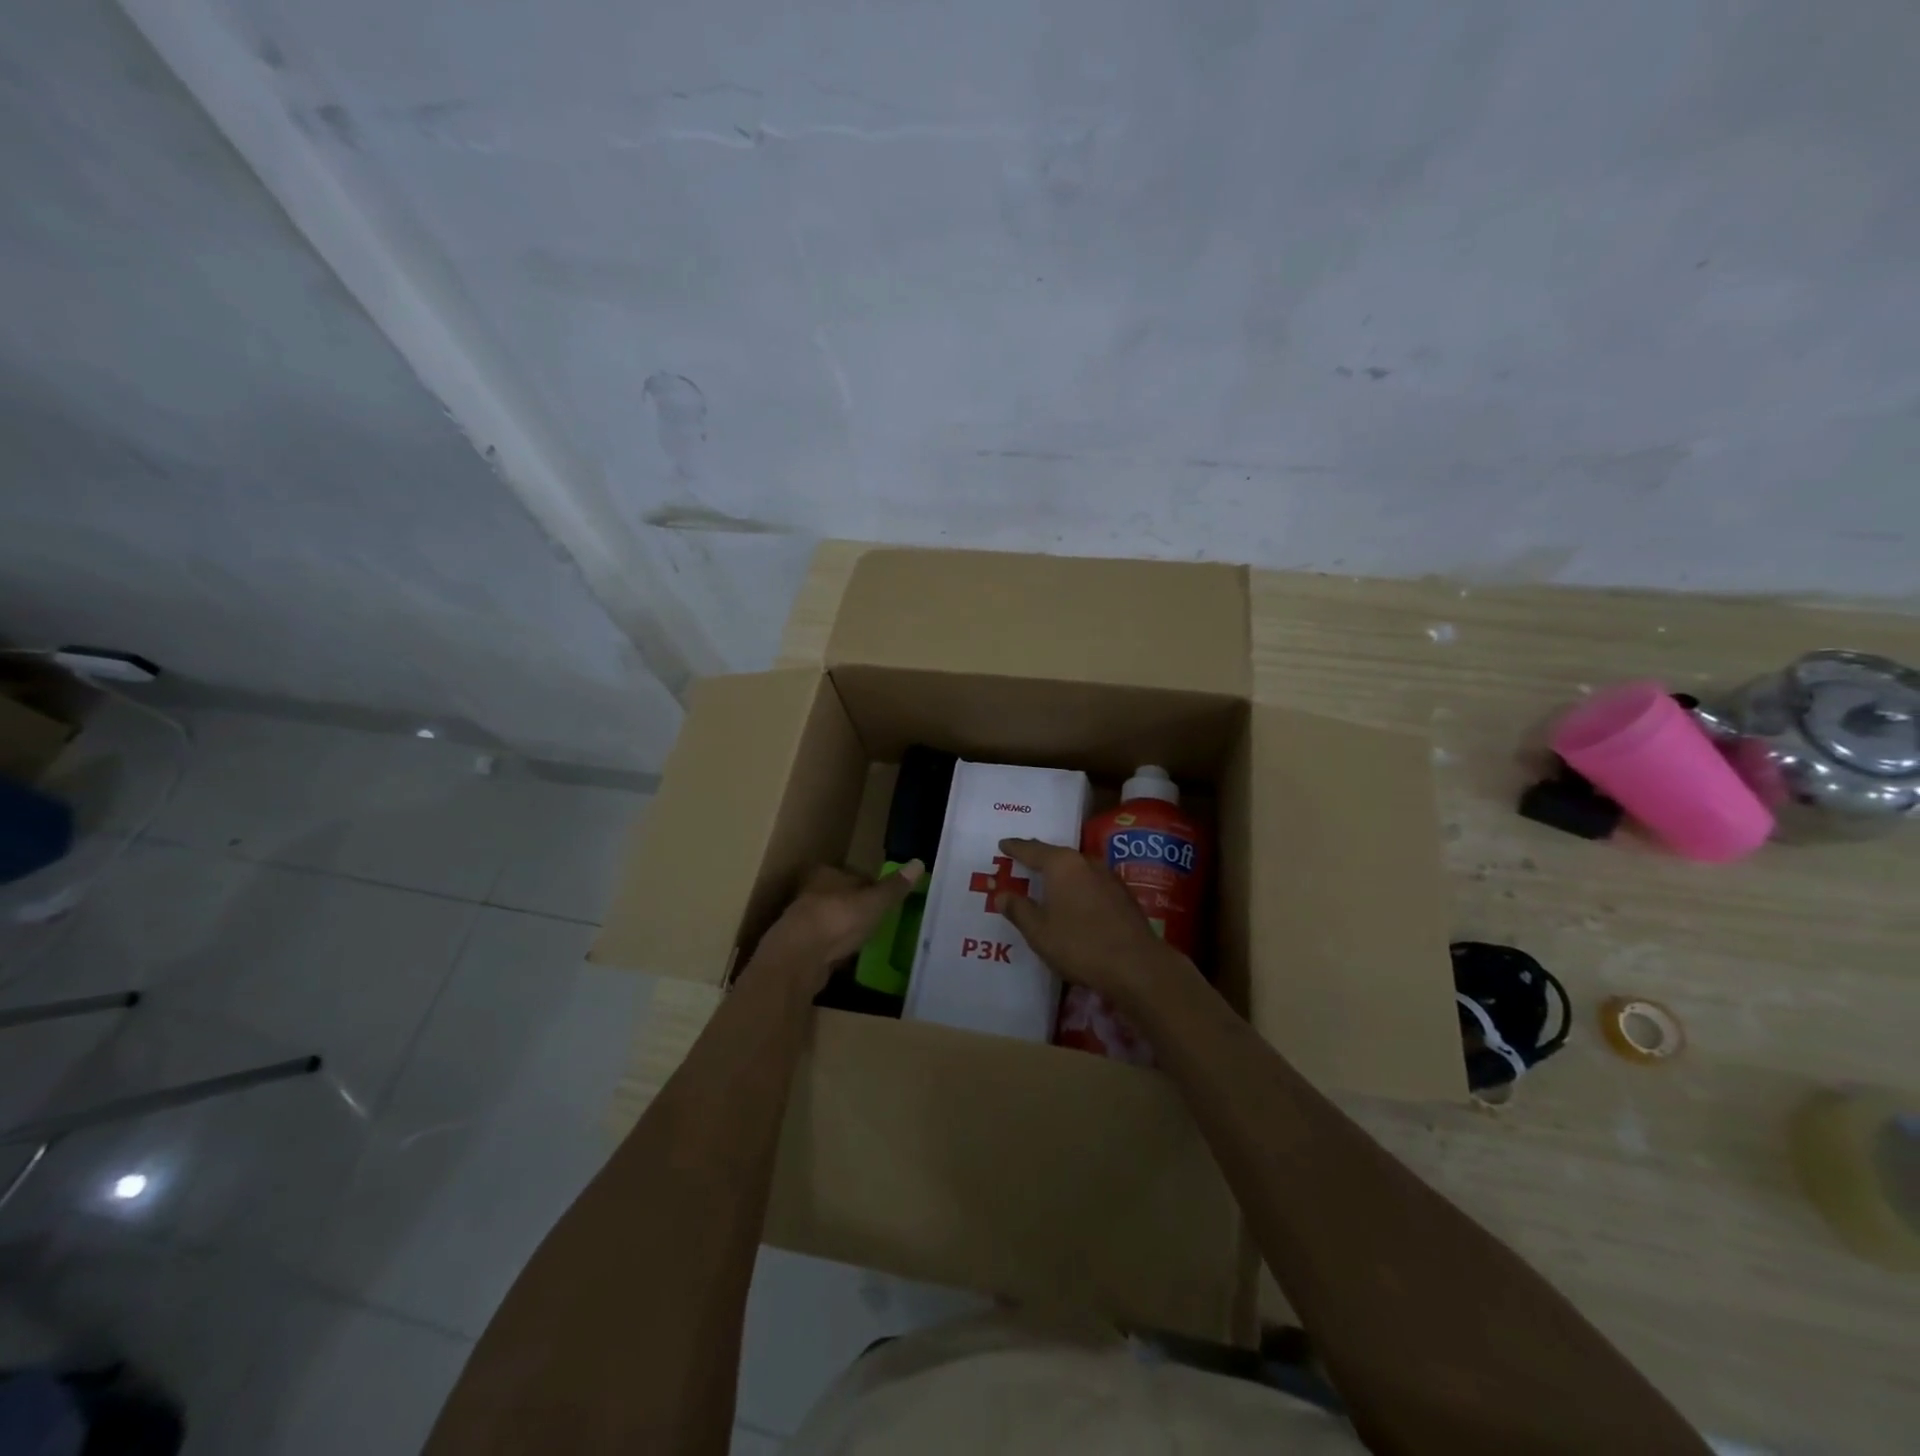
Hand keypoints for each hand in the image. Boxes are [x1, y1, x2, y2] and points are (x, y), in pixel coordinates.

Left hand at [747, 861, 923, 992]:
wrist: (797, 959)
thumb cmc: (838, 920)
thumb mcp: (874, 902)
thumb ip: (894, 887)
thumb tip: (919, 862)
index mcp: (827, 874)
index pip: (855, 876)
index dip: (872, 887)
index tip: (886, 900)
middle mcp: (810, 892)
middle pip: (841, 897)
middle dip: (857, 907)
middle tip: (879, 920)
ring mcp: (801, 921)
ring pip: (830, 920)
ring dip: (844, 929)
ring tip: (866, 940)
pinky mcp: (798, 947)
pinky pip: (823, 943)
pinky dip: (834, 948)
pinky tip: (846, 957)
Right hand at [995, 838, 1192, 1013]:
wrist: (1136, 965)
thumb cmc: (1079, 944)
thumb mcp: (1039, 931)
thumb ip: (1018, 910)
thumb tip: (1002, 894)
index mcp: (1062, 864)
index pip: (1032, 849)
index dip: (1016, 847)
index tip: (1003, 844)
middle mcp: (1086, 862)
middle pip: (1056, 855)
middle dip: (1039, 857)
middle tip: (1022, 858)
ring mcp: (1109, 877)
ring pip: (1077, 868)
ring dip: (1061, 873)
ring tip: (1047, 880)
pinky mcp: (1123, 895)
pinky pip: (1091, 883)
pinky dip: (1078, 887)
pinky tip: (1075, 900)